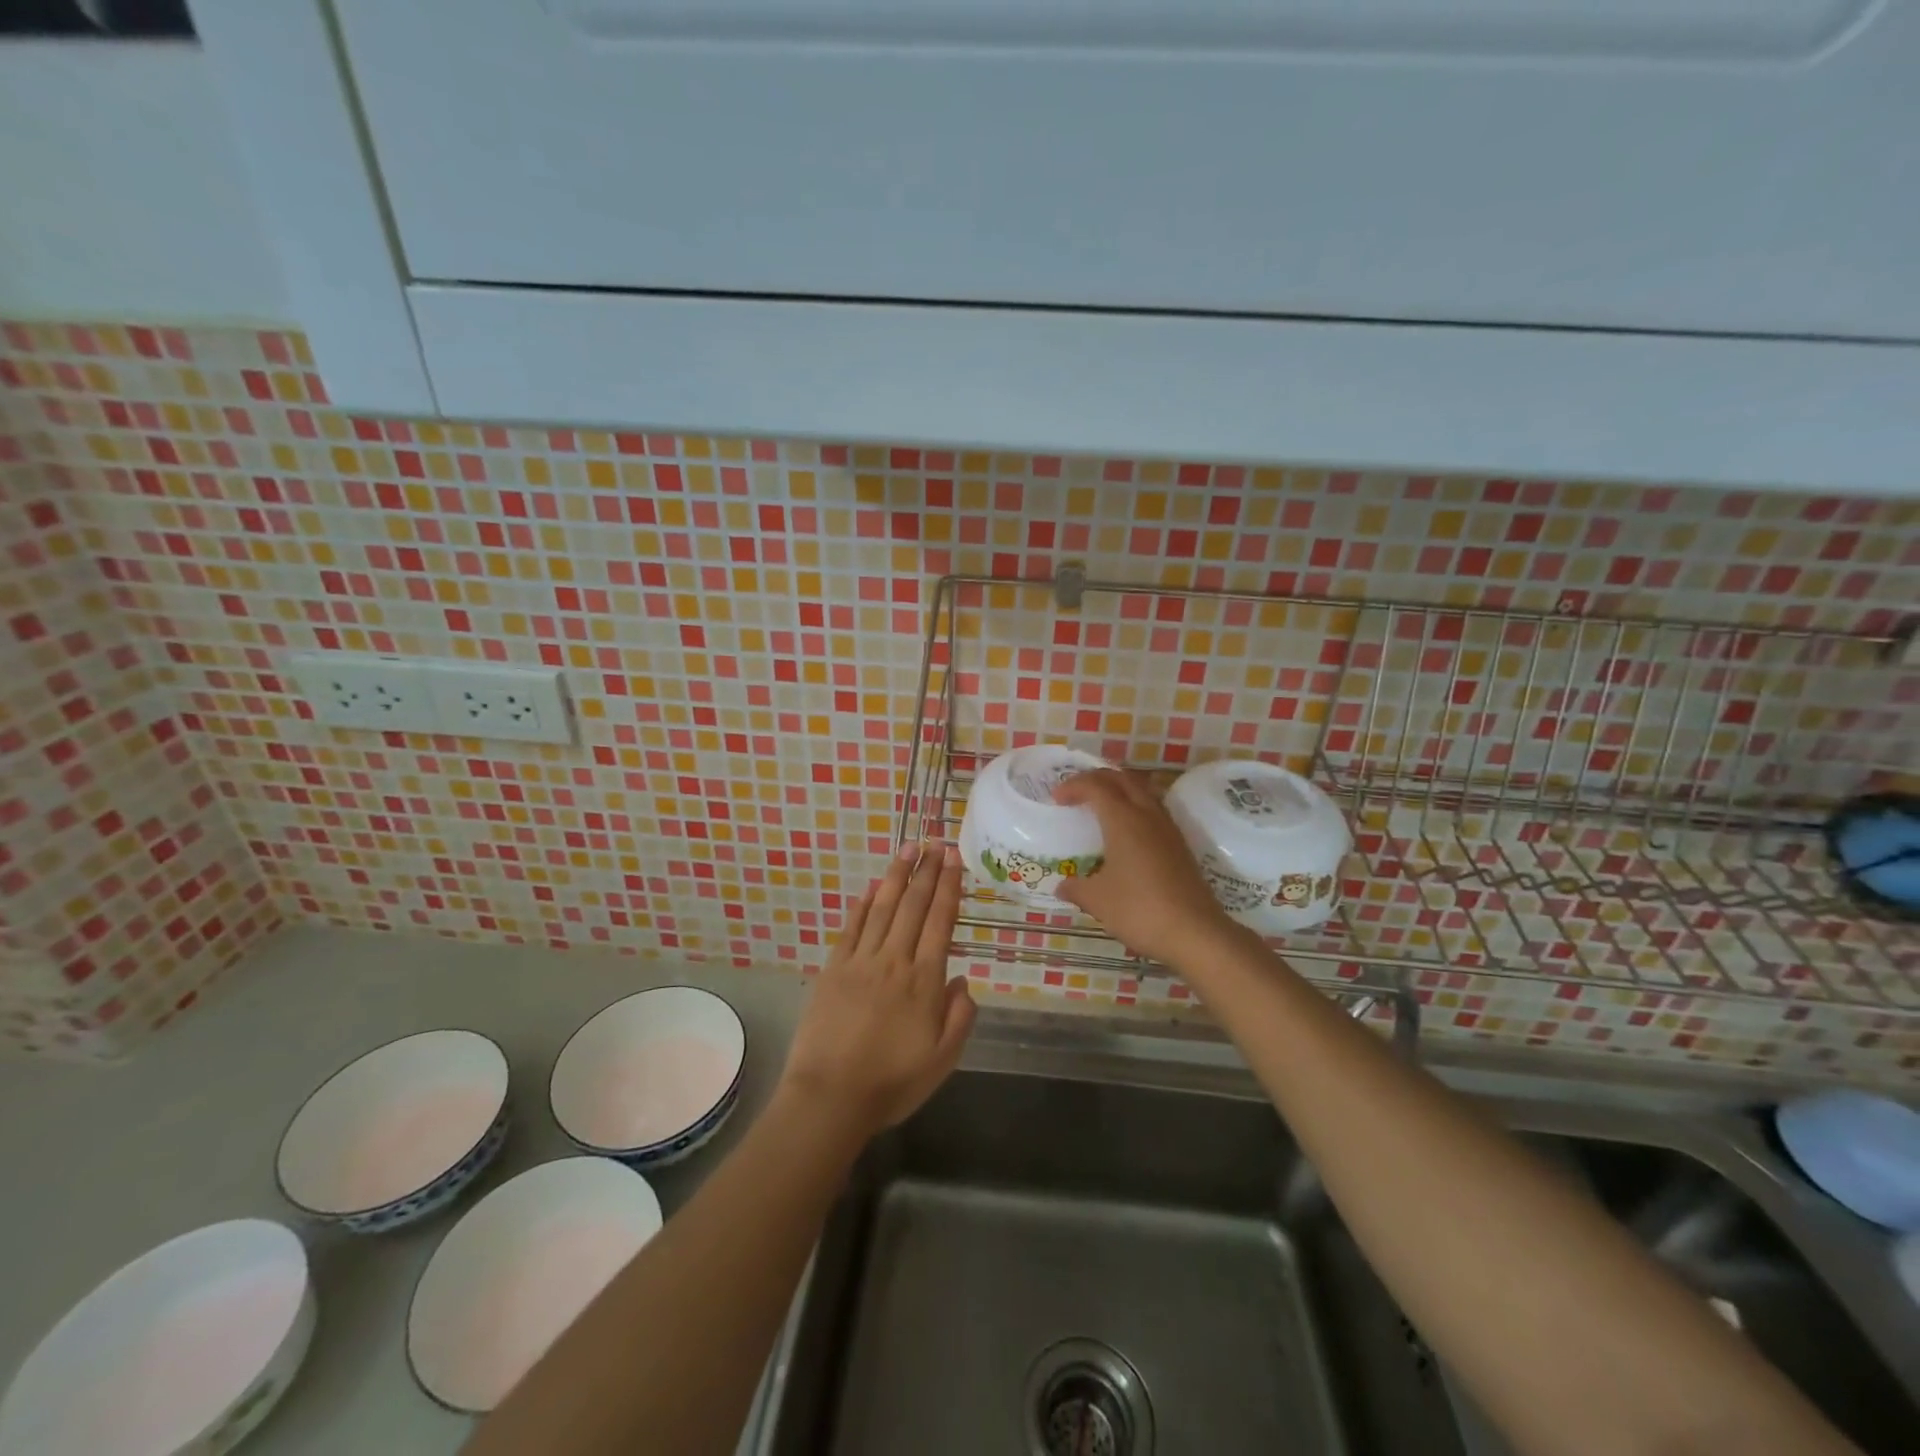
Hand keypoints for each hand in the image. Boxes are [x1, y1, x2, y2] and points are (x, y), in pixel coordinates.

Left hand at [780, 840, 976, 1137]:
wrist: (830, 1097)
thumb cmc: (892, 1083)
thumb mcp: (942, 1060)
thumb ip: (959, 1017)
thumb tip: (961, 980)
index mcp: (924, 980)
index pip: (940, 921)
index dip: (948, 887)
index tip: (954, 859)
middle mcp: (894, 960)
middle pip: (913, 906)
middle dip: (927, 871)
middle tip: (936, 842)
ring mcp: (860, 961)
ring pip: (883, 908)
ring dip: (896, 876)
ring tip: (908, 850)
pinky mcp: (833, 969)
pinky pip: (851, 929)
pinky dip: (862, 905)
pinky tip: (870, 889)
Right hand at [1054, 769, 1237, 966]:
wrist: (1195, 932)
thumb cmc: (1139, 910)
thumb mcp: (1098, 900)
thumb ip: (1076, 887)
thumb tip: (1062, 885)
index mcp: (1123, 820)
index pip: (1096, 786)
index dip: (1074, 785)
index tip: (1057, 798)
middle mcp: (1147, 815)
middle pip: (1122, 778)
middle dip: (1097, 778)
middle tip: (1077, 792)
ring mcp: (1168, 828)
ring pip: (1143, 791)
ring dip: (1119, 789)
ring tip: (1101, 805)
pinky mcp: (1180, 844)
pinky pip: (1154, 809)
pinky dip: (1135, 806)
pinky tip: (1127, 831)